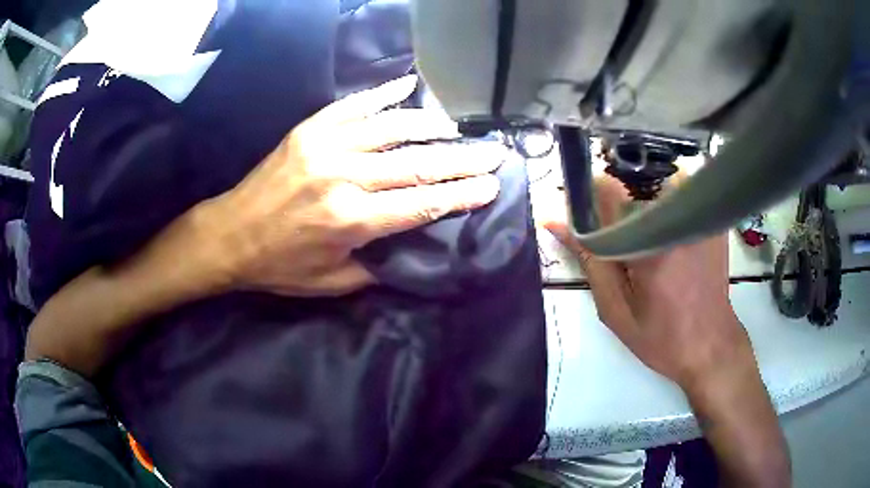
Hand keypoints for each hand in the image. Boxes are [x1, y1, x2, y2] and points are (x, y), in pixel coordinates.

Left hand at [199, 75, 502, 296]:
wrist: (230, 235)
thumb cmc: (279, 266)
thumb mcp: (331, 283)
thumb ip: (378, 266)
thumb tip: (415, 245)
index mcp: (351, 220)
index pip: (423, 203)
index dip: (462, 194)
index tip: (493, 185)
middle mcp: (343, 177)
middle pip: (417, 162)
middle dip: (462, 159)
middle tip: (493, 152)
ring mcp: (325, 146)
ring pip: (392, 128)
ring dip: (432, 125)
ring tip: (457, 127)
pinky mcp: (310, 130)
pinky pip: (354, 105)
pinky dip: (384, 94)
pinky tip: (408, 86)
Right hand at [544, 177, 750, 390]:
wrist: (711, 345)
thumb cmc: (662, 337)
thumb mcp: (616, 309)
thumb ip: (589, 260)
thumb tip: (555, 222)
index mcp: (647, 241)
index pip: (606, 189)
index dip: (591, 201)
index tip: (589, 221)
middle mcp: (675, 217)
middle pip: (631, 187)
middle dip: (618, 211)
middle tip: (625, 253)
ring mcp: (697, 215)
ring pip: (654, 188)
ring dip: (643, 209)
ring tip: (650, 249)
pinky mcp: (710, 218)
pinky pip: (679, 195)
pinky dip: (667, 210)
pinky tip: (671, 243)